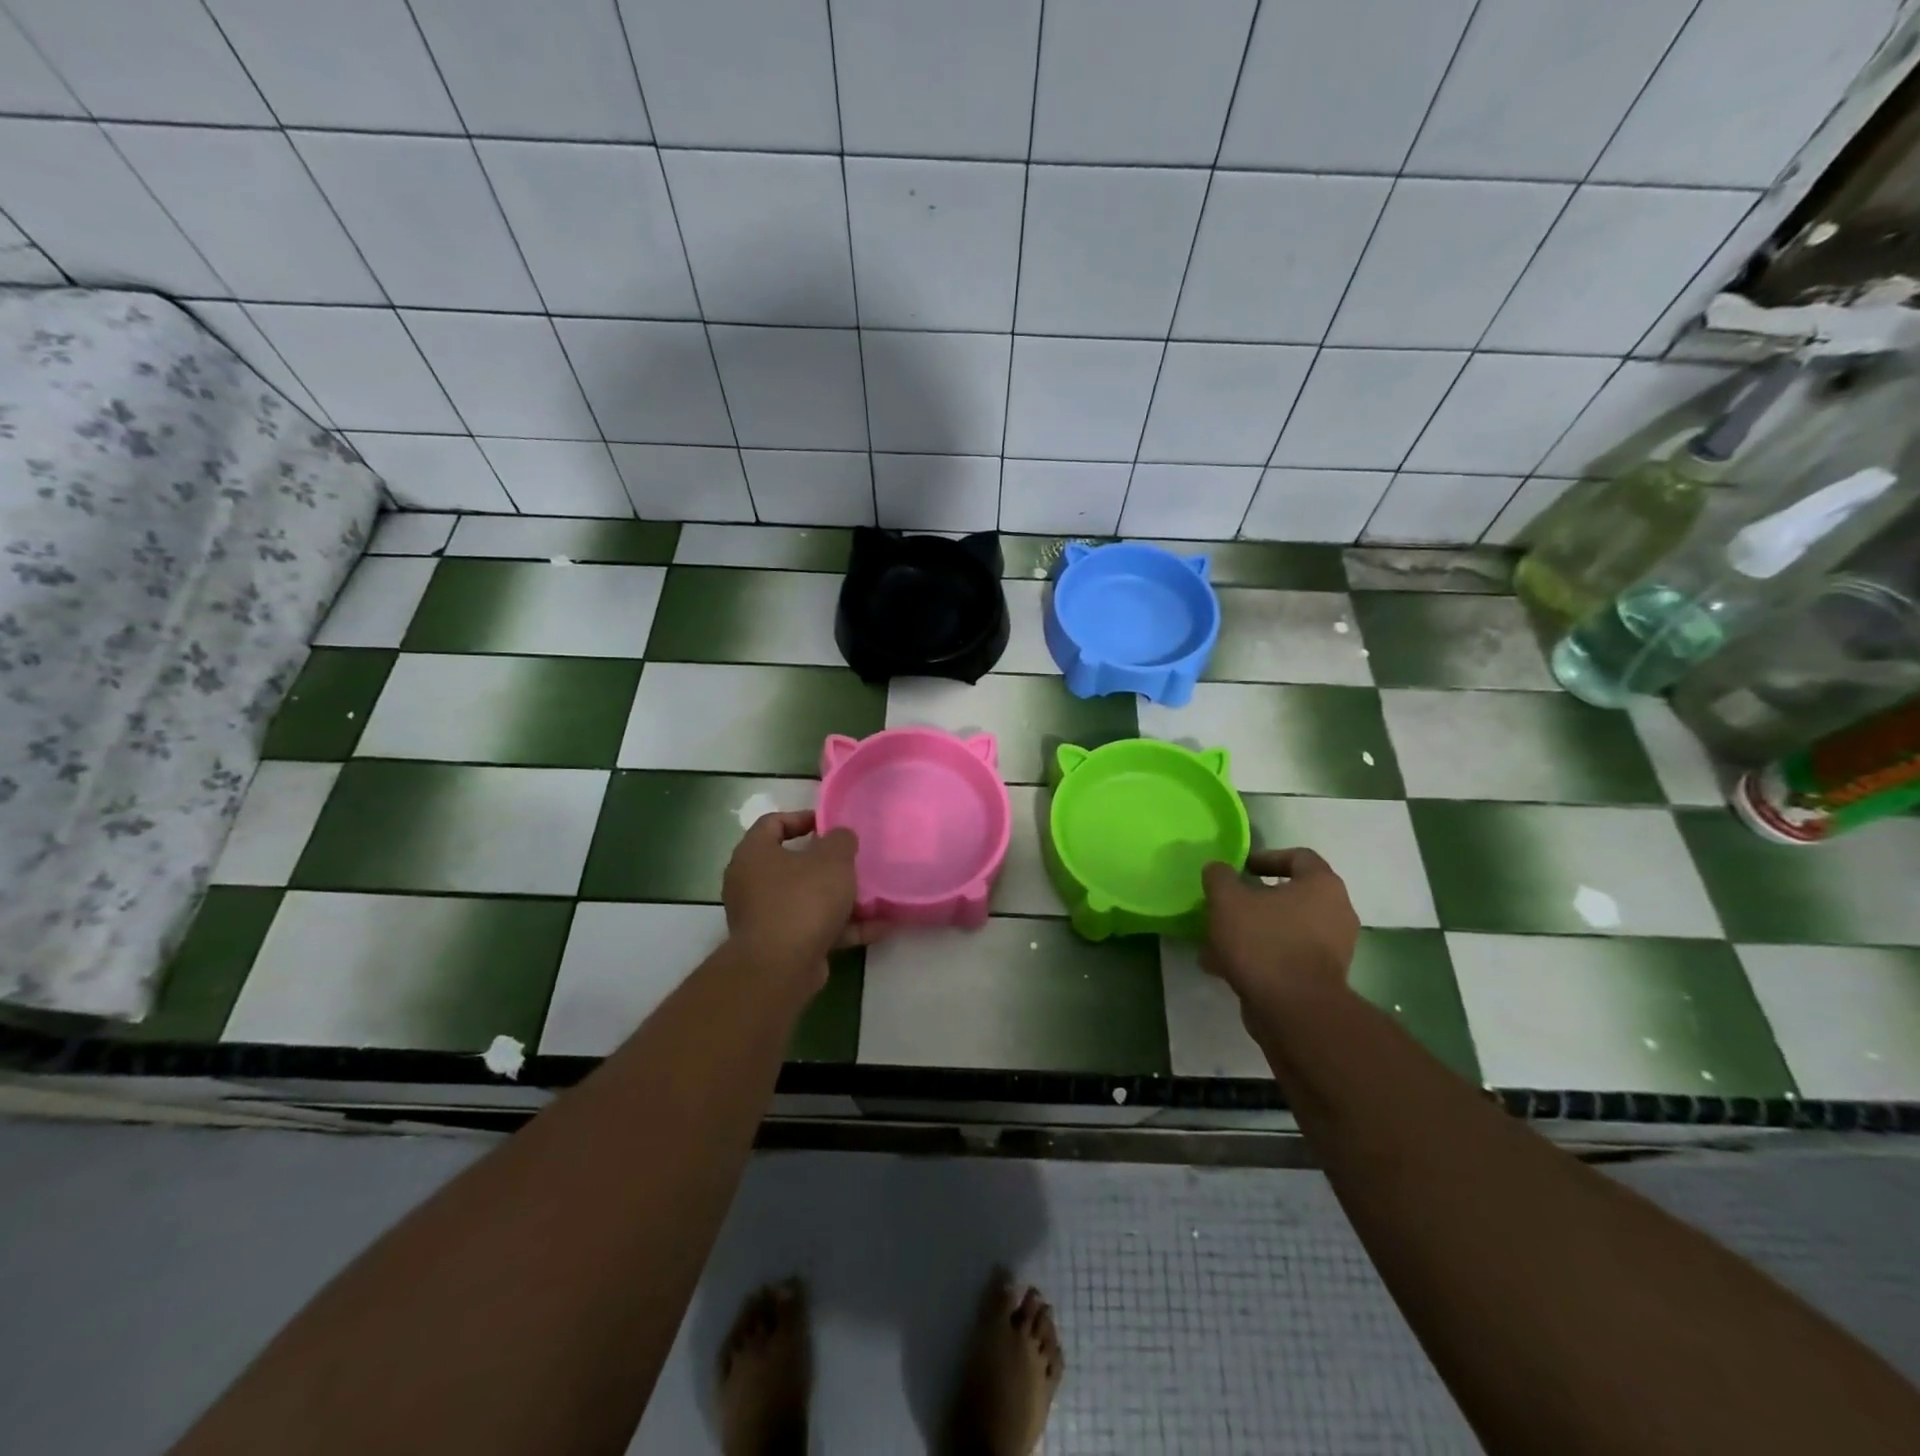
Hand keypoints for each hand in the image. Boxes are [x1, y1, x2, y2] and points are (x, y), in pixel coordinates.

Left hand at [723, 812, 883, 983]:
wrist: (780, 968)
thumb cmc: (802, 900)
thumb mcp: (832, 859)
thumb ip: (841, 840)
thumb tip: (840, 837)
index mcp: (754, 854)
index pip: (773, 823)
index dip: (804, 818)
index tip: (832, 825)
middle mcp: (751, 883)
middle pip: (792, 864)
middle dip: (827, 864)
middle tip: (853, 862)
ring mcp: (764, 917)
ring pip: (806, 899)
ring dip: (840, 899)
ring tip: (874, 897)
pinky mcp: (780, 946)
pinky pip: (814, 928)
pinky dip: (842, 927)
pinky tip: (878, 928)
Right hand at [1201, 848, 1358, 1011]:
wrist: (1295, 1010)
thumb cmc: (1264, 942)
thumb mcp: (1228, 900)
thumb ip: (1219, 877)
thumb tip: (1217, 869)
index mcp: (1322, 885)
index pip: (1299, 857)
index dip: (1265, 857)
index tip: (1239, 870)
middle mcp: (1336, 913)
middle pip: (1289, 896)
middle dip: (1252, 901)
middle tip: (1224, 907)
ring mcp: (1332, 949)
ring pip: (1283, 929)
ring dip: (1251, 932)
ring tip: (1216, 942)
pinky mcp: (1321, 979)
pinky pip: (1285, 957)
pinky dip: (1259, 957)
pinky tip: (1225, 968)